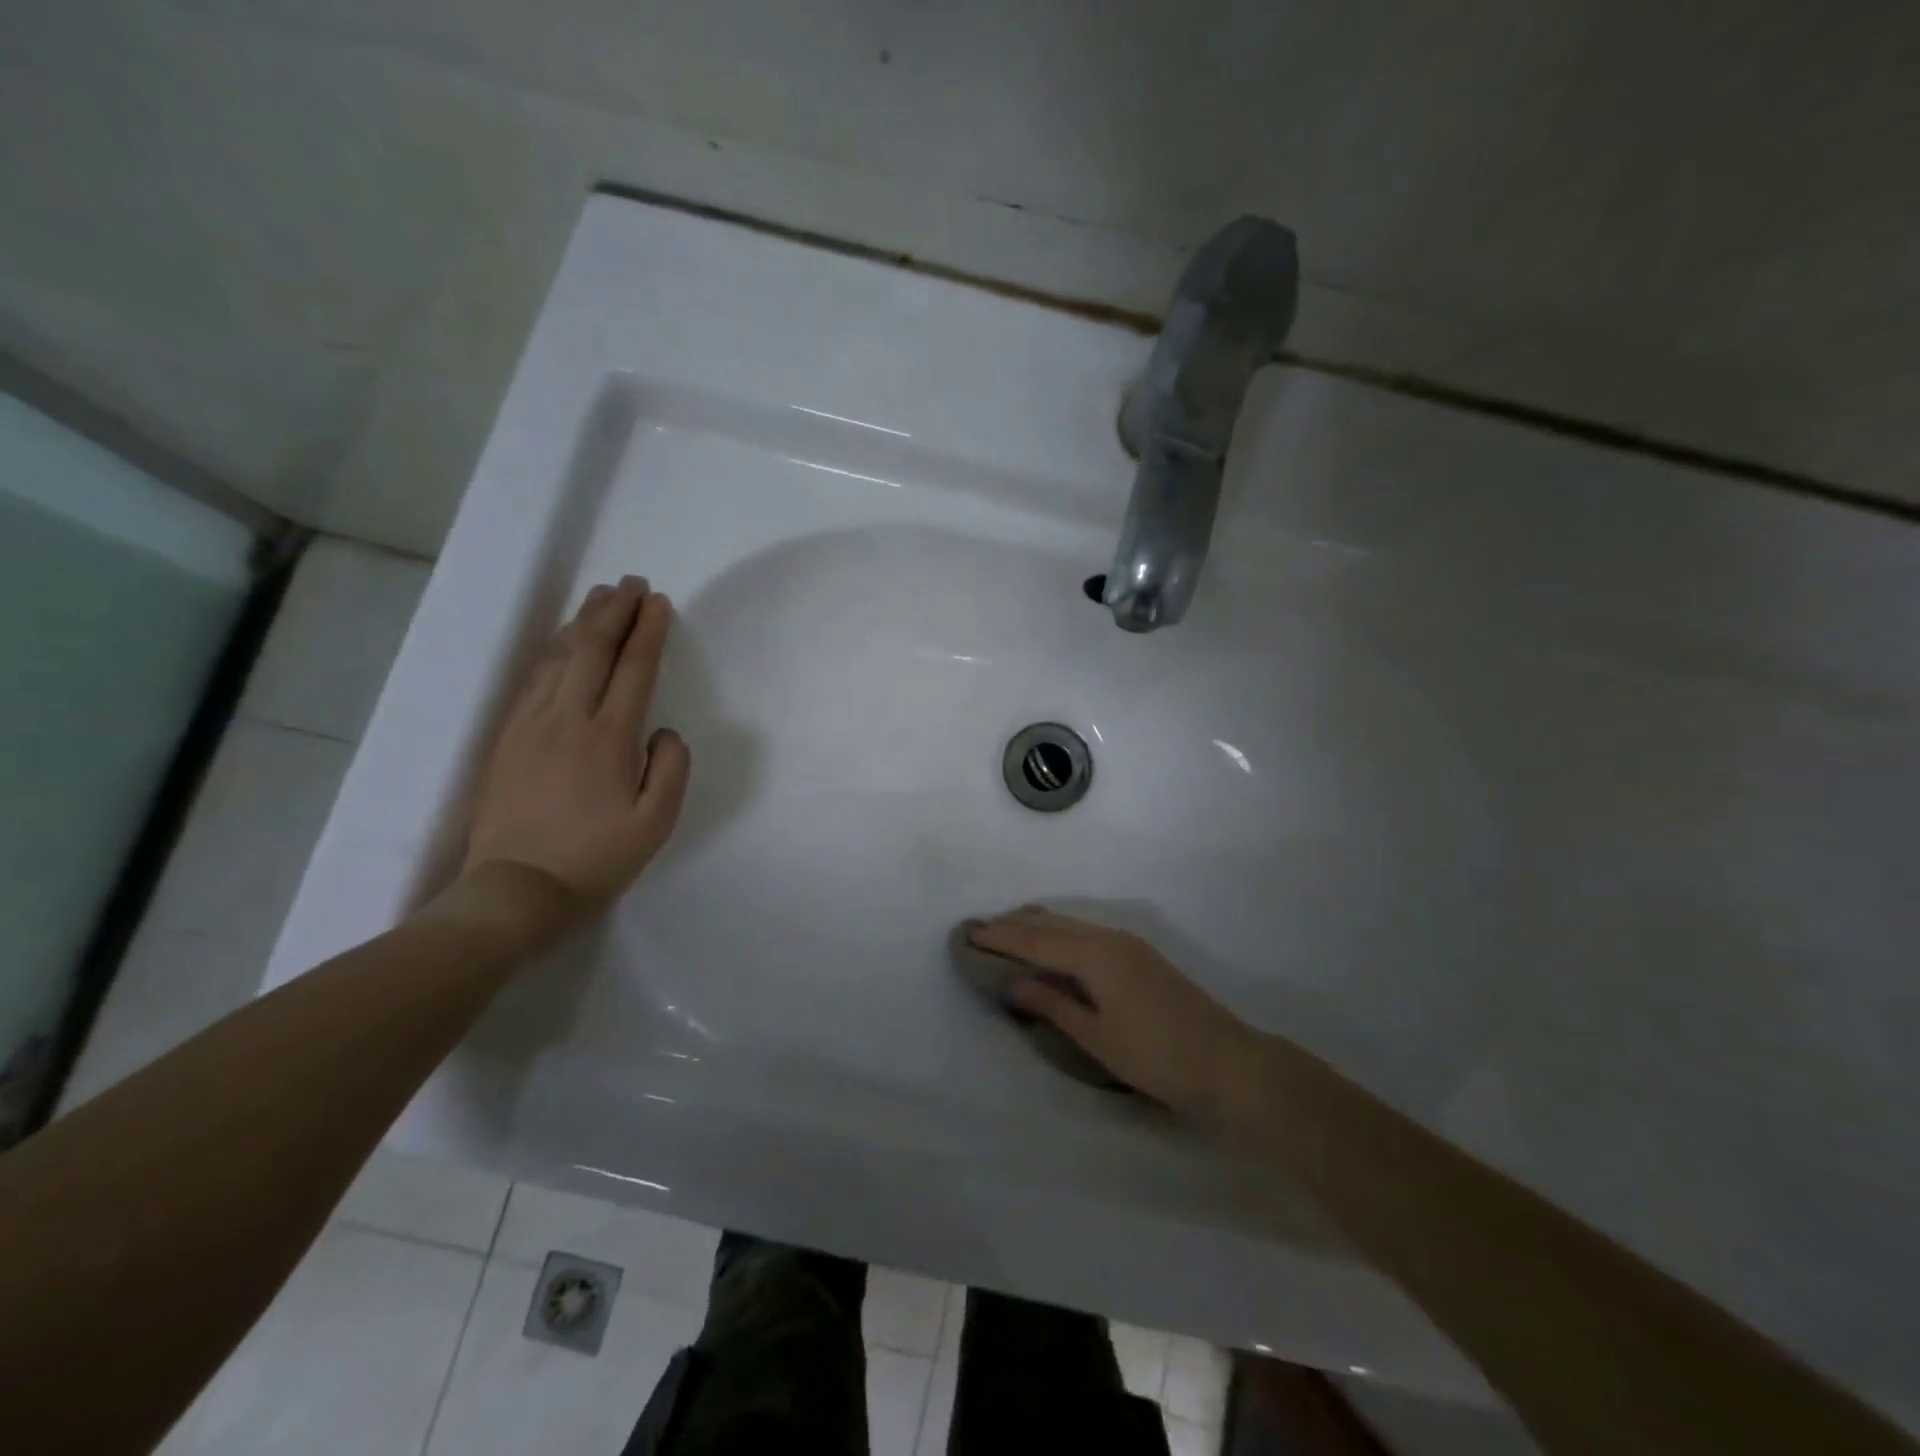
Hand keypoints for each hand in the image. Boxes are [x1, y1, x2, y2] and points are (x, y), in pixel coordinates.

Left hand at [462, 577, 690, 920]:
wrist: (516, 890)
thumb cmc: (596, 859)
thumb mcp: (657, 823)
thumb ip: (671, 768)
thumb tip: (663, 731)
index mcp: (609, 738)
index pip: (633, 669)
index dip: (648, 631)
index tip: (659, 602)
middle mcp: (567, 719)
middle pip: (592, 650)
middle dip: (614, 611)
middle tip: (631, 583)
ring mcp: (530, 724)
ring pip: (558, 657)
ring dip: (582, 622)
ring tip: (600, 597)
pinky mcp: (507, 736)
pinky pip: (533, 678)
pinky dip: (553, 649)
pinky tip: (562, 640)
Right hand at [966, 907, 1261, 1118]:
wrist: (1226, 1063)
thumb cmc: (1156, 1057)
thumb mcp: (1097, 1036)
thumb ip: (1053, 1004)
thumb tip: (1014, 982)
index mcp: (1095, 955)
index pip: (1035, 941)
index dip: (1000, 938)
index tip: (968, 934)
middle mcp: (1109, 938)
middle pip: (1051, 924)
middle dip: (1014, 925)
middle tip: (979, 929)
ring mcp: (1128, 943)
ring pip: (1070, 924)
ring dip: (1037, 926)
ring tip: (1007, 929)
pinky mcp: (1139, 954)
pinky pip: (1086, 931)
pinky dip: (1059, 933)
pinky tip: (1052, 943)